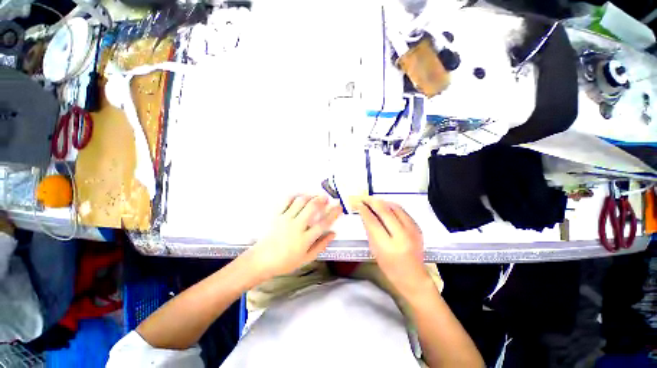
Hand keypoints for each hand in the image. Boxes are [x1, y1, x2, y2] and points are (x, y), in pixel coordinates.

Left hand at [246, 195, 341, 279]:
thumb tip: (333, 233)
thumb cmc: (286, 262)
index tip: (339, 207)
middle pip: (312, 208)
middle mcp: (296, 226)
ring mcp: (285, 219)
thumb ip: (321, 245)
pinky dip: (294, 196)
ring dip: (310, 196)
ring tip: (315, 196)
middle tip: (326, 197)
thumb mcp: (306, 258)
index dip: (333, 214)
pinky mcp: (276, 215)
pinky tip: (299, 195)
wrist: (262, 260)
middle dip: (321, 200)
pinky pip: (286, 201)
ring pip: (300, 202)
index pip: (323, 223)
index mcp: (305, 239)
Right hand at [353, 197, 430, 296]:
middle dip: (372, 201)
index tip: (357, 203)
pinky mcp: (417, 228)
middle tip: (364, 198)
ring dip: (382, 202)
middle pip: (384, 210)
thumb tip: (365, 214)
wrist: (413, 276)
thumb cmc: (389, 267)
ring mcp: (412, 230)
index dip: (363, 210)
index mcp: (387, 246)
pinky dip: (392, 206)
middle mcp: (401, 235)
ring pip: (394, 207)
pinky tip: (386, 206)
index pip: (372, 221)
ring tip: (373, 201)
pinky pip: (402, 211)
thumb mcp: (375, 250)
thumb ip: (370, 231)